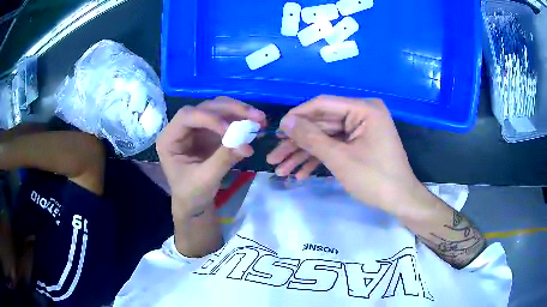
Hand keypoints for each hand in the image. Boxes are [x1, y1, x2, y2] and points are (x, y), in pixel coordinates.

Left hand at [157, 97, 265, 215]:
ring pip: (218, 109)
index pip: (187, 116)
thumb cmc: (191, 193)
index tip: (230, 129)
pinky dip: (241, 121)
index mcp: (170, 139)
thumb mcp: (205, 180)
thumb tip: (246, 145)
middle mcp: (182, 128)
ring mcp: (197, 128)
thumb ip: (223, 160)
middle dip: (230, 110)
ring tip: (260, 119)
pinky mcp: (210, 132)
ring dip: (239, 112)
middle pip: (205, 108)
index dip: (209, 118)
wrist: (194, 203)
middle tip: (255, 116)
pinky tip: (256, 125)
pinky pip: (226, 120)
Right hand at [268, 95, 423, 213]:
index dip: (297, 117)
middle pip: (321, 124)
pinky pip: (335, 147)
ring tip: (281, 170)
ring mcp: (360, 130)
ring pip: (325, 138)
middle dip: (297, 144)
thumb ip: (311, 137)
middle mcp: (362, 114)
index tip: (276, 131)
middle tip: (273, 157)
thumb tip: (285, 121)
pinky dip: (319, 160)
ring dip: (304, 155)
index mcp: (363, 109)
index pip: (323, 105)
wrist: (401, 201)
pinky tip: (300, 174)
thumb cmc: (375, 179)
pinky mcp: (359, 144)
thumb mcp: (340, 159)